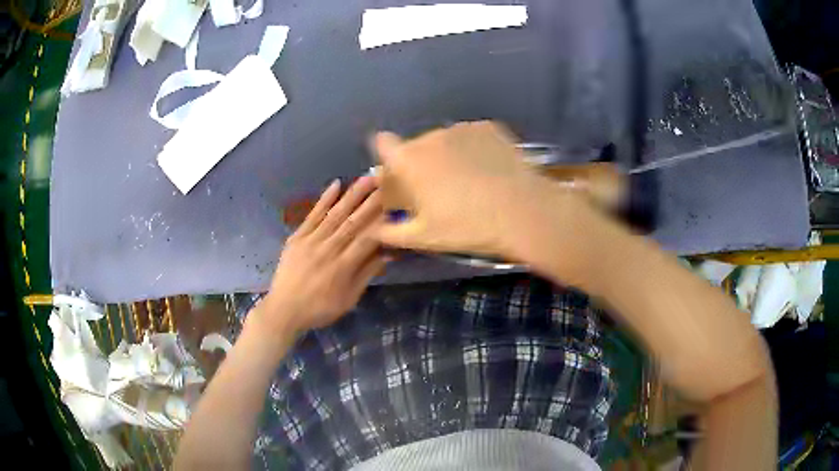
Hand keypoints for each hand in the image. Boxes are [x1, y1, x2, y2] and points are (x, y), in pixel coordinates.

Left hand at [256, 176, 387, 334]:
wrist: (284, 310)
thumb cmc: (319, 309)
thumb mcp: (348, 299)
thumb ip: (366, 274)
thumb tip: (387, 254)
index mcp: (343, 267)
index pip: (367, 239)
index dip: (383, 221)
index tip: (397, 205)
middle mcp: (327, 250)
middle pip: (353, 222)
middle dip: (372, 201)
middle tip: (387, 182)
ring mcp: (310, 241)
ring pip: (335, 214)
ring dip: (352, 195)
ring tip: (367, 178)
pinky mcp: (296, 238)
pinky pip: (312, 216)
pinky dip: (324, 200)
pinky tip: (335, 184)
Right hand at [372, 121, 603, 264]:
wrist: (523, 212)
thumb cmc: (468, 227)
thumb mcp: (423, 238)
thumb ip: (390, 233)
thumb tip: (373, 229)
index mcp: (409, 160)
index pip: (383, 144)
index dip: (388, 157)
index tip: (399, 174)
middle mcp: (431, 136)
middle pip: (416, 145)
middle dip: (420, 163)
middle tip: (438, 189)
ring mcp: (461, 128)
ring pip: (444, 140)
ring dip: (447, 155)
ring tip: (469, 181)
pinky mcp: (488, 128)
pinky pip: (470, 137)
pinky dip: (472, 149)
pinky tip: (488, 170)